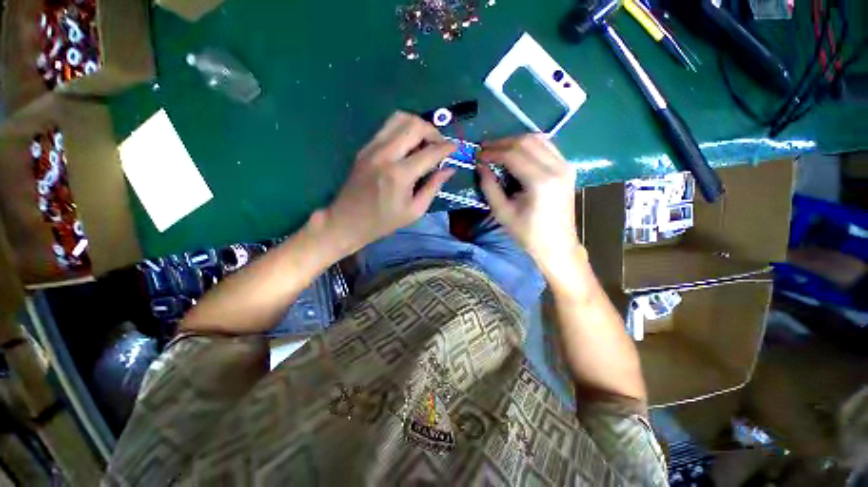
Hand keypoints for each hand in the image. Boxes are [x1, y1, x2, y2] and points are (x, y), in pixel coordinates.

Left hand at [318, 112, 455, 252]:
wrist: (347, 221)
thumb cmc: (383, 222)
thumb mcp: (414, 210)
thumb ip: (433, 187)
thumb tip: (449, 169)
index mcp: (399, 174)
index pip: (430, 151)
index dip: (447, 148)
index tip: (455, 148)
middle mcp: (385, 154)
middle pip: (414, 125)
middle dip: (433, 131)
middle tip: (439, 145)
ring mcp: (372, 148)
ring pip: (399, 118)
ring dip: (417, 125)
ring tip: (425, 142)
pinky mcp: (365, 147)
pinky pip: (388, 127)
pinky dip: (403, 130)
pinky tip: (408, 146)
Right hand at [477, 135, 582, 273]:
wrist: (557, 245)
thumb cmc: (528, 234)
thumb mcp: (502, 213)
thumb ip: (489, 186)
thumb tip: (480, 165)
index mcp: (541, 182)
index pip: (513, 155)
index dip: (492, 152)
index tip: (477, 154)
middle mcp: (557, 168)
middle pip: (526, 141)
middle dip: (502, 142)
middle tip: (485, 149)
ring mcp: (565, 166)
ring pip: (538, 139)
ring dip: (515, 141)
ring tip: (497, 149)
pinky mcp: (567, 168)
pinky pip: (547, 146)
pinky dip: (529, 145)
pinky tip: (516, 153)